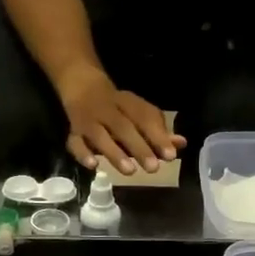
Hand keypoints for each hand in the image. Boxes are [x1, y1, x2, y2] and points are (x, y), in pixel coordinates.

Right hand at [57, 69, 184, 174]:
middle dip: (139, 147)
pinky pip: (74, 142)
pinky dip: (82, 153)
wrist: (81, 84)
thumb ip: (158, 131)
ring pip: (99, 135)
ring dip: (114, 153)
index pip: (144, 117)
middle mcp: (107, 109)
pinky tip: (93, 165)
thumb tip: (181, 144)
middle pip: (123, 127)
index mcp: (127, 103)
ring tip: (130, 171)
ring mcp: (88, 120)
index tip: (171, 155)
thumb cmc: (117, 106)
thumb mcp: (138, 113)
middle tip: (153, 168)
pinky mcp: (73, 132)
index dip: (158, 136)